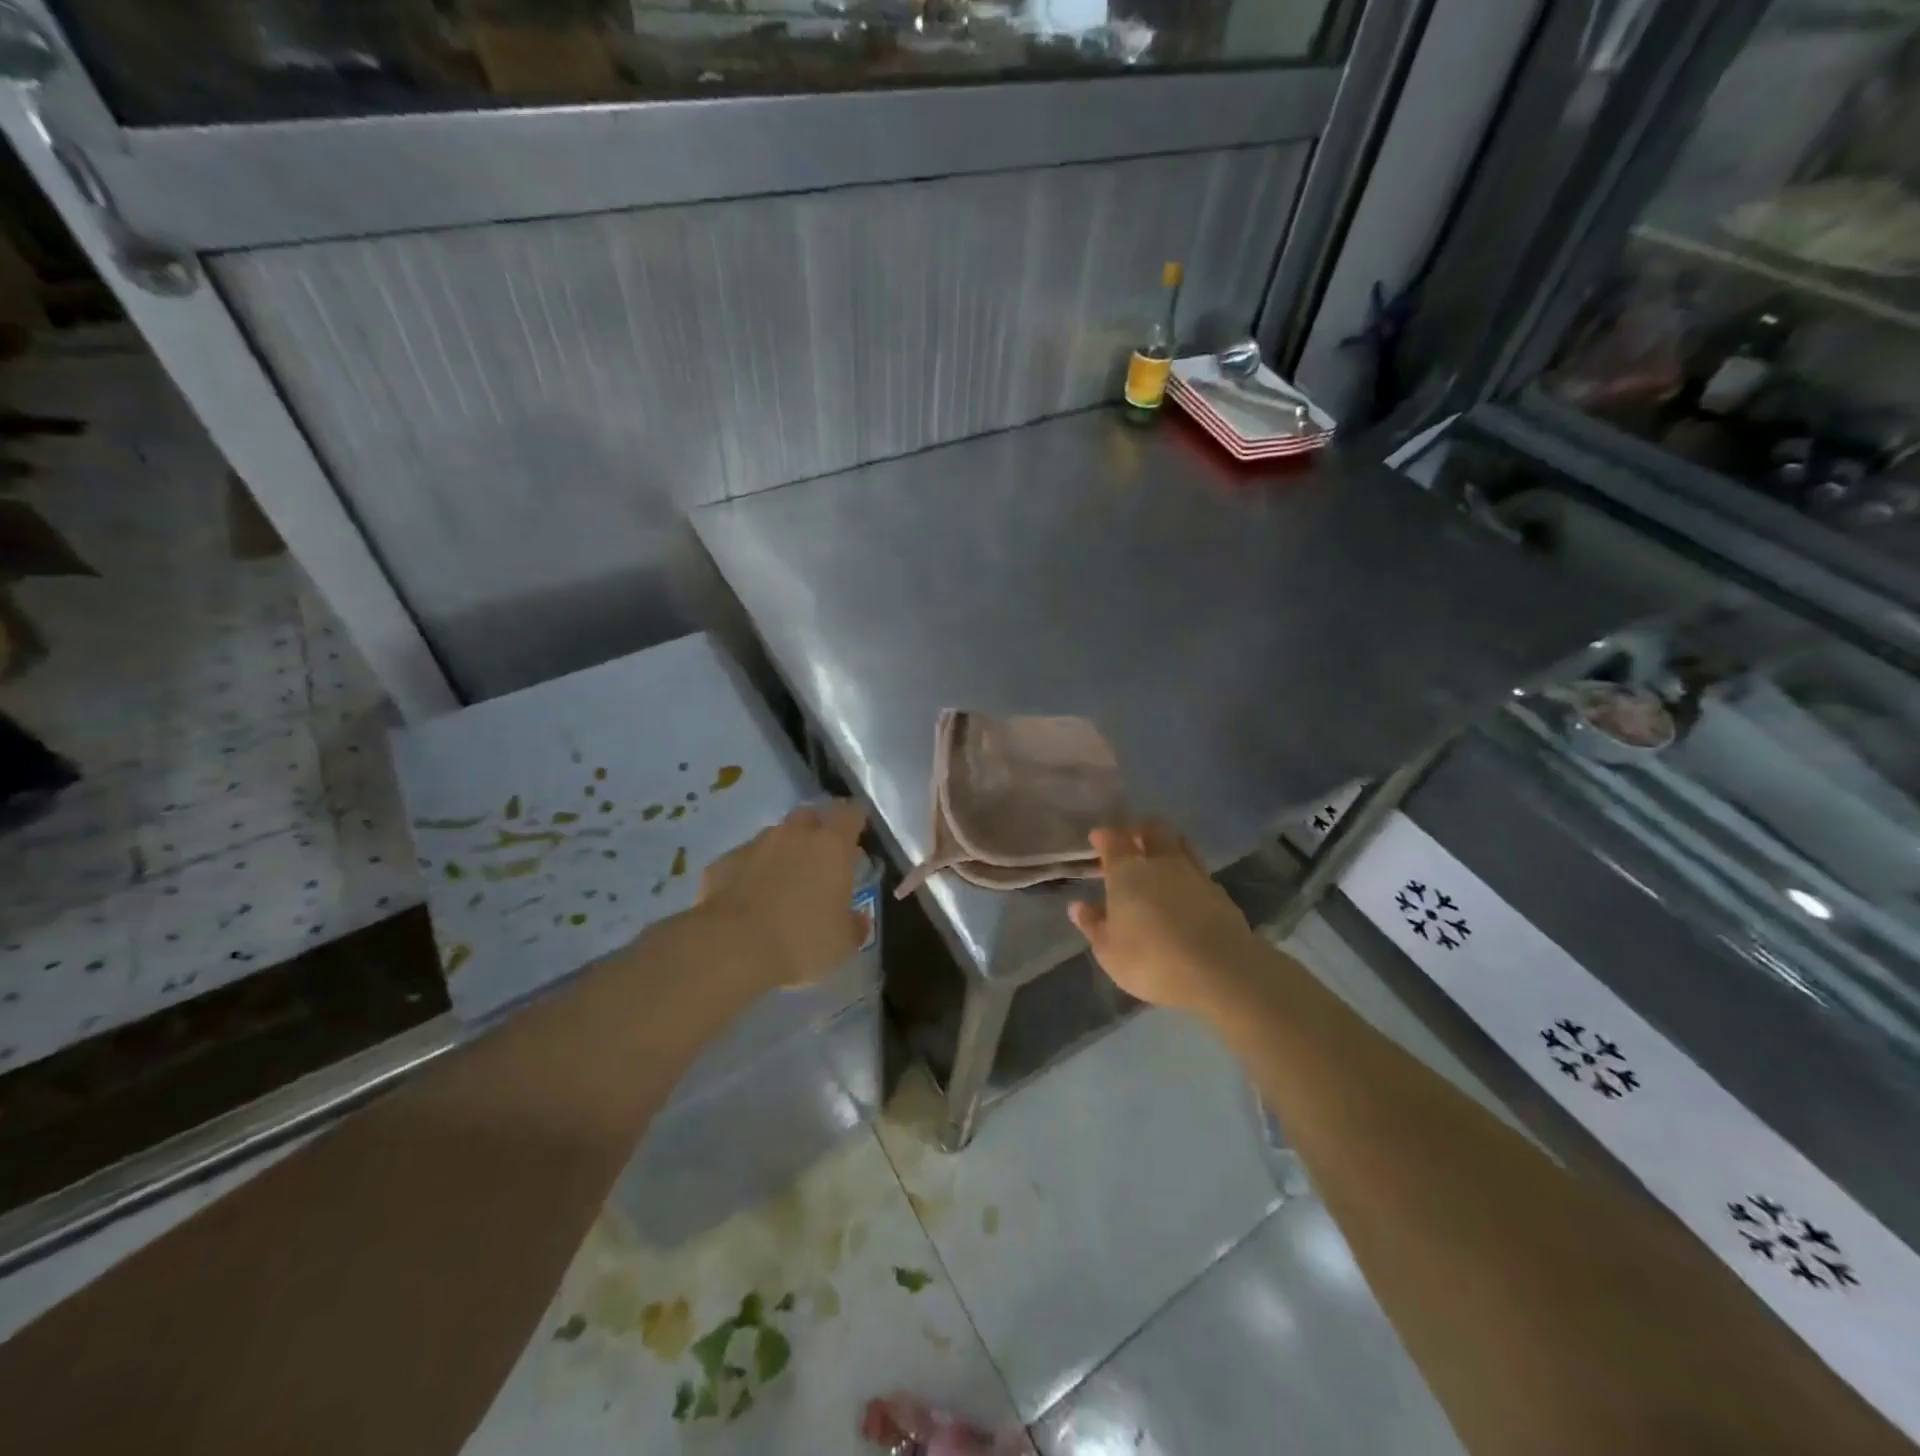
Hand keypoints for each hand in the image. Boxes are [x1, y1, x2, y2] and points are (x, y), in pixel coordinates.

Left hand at [696, 799, 868, 989]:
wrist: (731, 949)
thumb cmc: (801, 941)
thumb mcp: (843, 944)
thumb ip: (854, 925)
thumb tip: (858, 920)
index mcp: (831, 846)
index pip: (850, 813)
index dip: (856, 820)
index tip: (858, 835)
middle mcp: (794, 835)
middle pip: (810, 816)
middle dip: (817, 831)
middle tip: (822, 860)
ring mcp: (755, 845)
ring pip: (775, 836)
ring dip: (783, 851)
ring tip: (785, 882)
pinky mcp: (722, 863)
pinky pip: (744, 860)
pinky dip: (751, 872)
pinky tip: (749, 898)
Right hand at [1068, 822, 1260, 1014]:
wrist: (1220, 971)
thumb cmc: (1151, 960)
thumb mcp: (1109, 951)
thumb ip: (1093, 925)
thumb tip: (1078, 906)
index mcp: (1126, 871)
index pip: (1112, 840)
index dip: (1103, 836)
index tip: (1097, 838)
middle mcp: (1160, 862)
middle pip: (1151, 830)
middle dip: (1139, 830)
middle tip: (1130, 841)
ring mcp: (1193, 873)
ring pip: (1179, 843)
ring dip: (1167, 845)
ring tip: (1160, 857)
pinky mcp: (1219, 891)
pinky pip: (1198, 869)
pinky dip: (1188, 870)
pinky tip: (1186, 886)